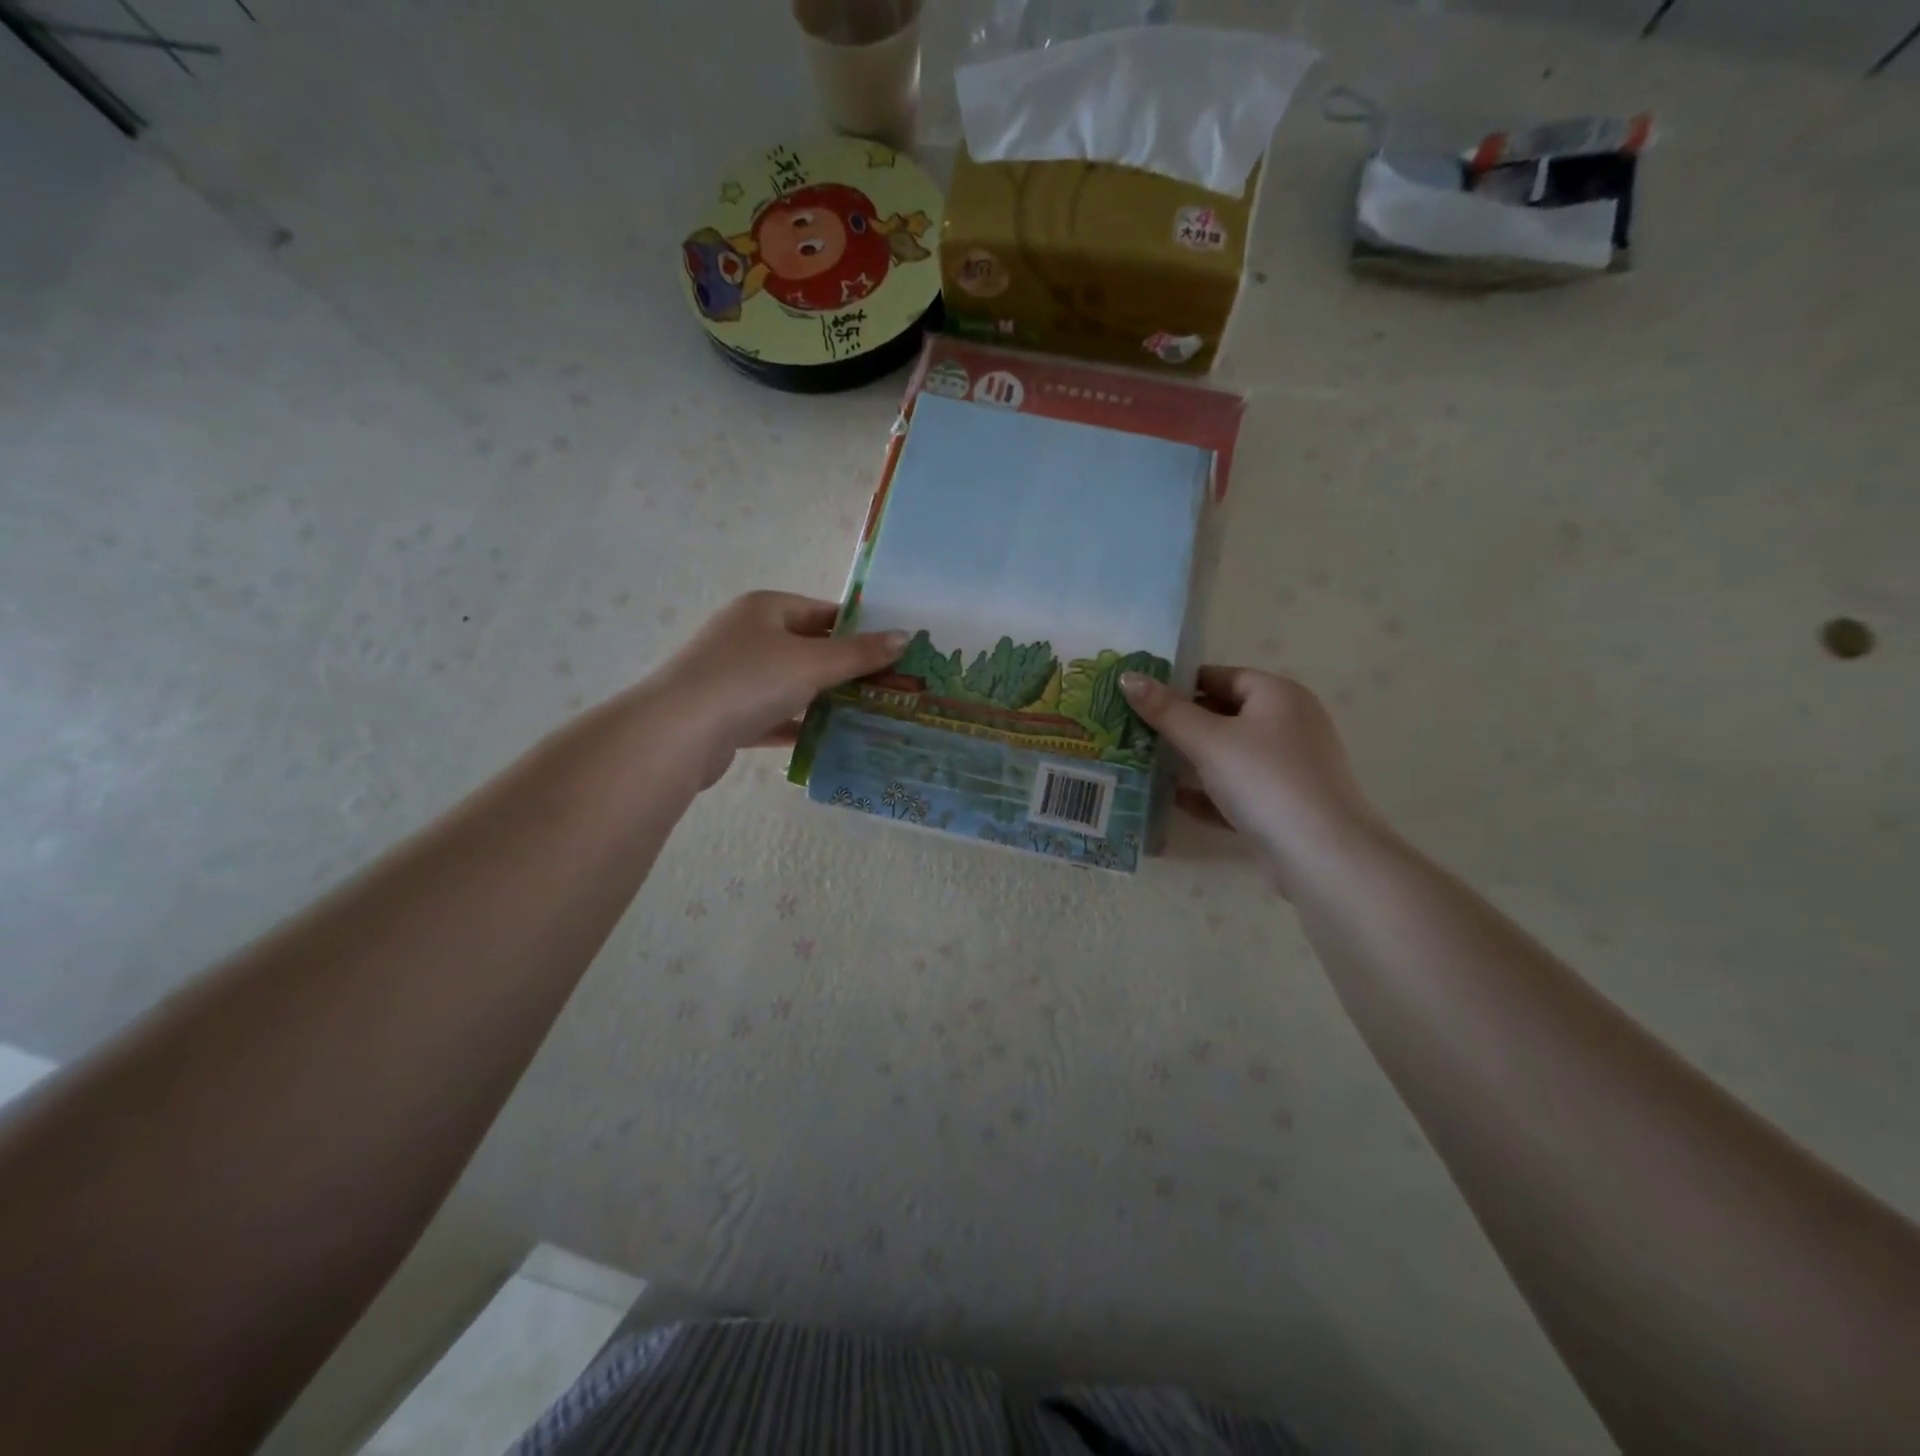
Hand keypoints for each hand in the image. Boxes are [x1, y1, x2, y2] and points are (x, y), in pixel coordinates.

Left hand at [642, 592, 904, 786]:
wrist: (678, 733)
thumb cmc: (748, 680)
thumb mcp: (812, 663)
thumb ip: (859, 653)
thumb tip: (905, 636)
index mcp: (765, 609)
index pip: (823, 612)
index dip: (859, 630)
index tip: (894, 652)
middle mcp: (747, 635)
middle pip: (808, 648)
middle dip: (846, 668)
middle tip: (889, 686)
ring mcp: (735, 675)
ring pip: (792, 684)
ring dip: (825, 698)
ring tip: (868, 714)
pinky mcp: (728, 714)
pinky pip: (774, 715)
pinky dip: (799, 725)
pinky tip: (830, 740)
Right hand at [1121, 667, 1381, 870]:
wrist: (1320, 855)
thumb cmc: (1264, 780)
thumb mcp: (1208, 741)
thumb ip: (1166, 710)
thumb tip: (1127, 677)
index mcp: (1278, 695)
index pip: (1220, 676)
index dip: (1178, 683)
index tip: (1139, 697)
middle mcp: (1289, 724)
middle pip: (1224, 715)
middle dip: (1180, 725)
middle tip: (1133, 730)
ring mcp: (1289, 767)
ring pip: (1229, 755)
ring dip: (1190, 761)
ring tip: (1145, 764)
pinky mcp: (1284, 804)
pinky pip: (1237, 790)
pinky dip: (1209, 793)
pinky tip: (1175, 802)